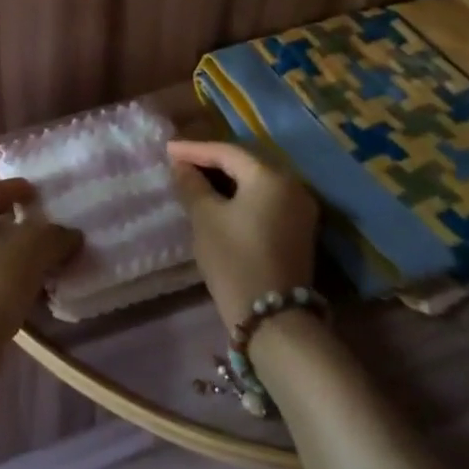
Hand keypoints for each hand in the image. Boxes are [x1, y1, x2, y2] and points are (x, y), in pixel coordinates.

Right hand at [169, 139, 320, 327]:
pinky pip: (265, 200)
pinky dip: (242, 195)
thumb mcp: (205, 218)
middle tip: (181, 161)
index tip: (168, 149)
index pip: (227, 152)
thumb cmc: (234, 260)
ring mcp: (300, 209)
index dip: (195, 149)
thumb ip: (192, 185)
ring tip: (196, 179)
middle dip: (212, 161)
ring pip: (256, 182)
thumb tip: (182, 166)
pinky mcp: (299, 230)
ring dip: (227, 179)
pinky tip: (220, 199)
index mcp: (270, 177)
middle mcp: (292, 185)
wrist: (273, 319)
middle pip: (245, 164)